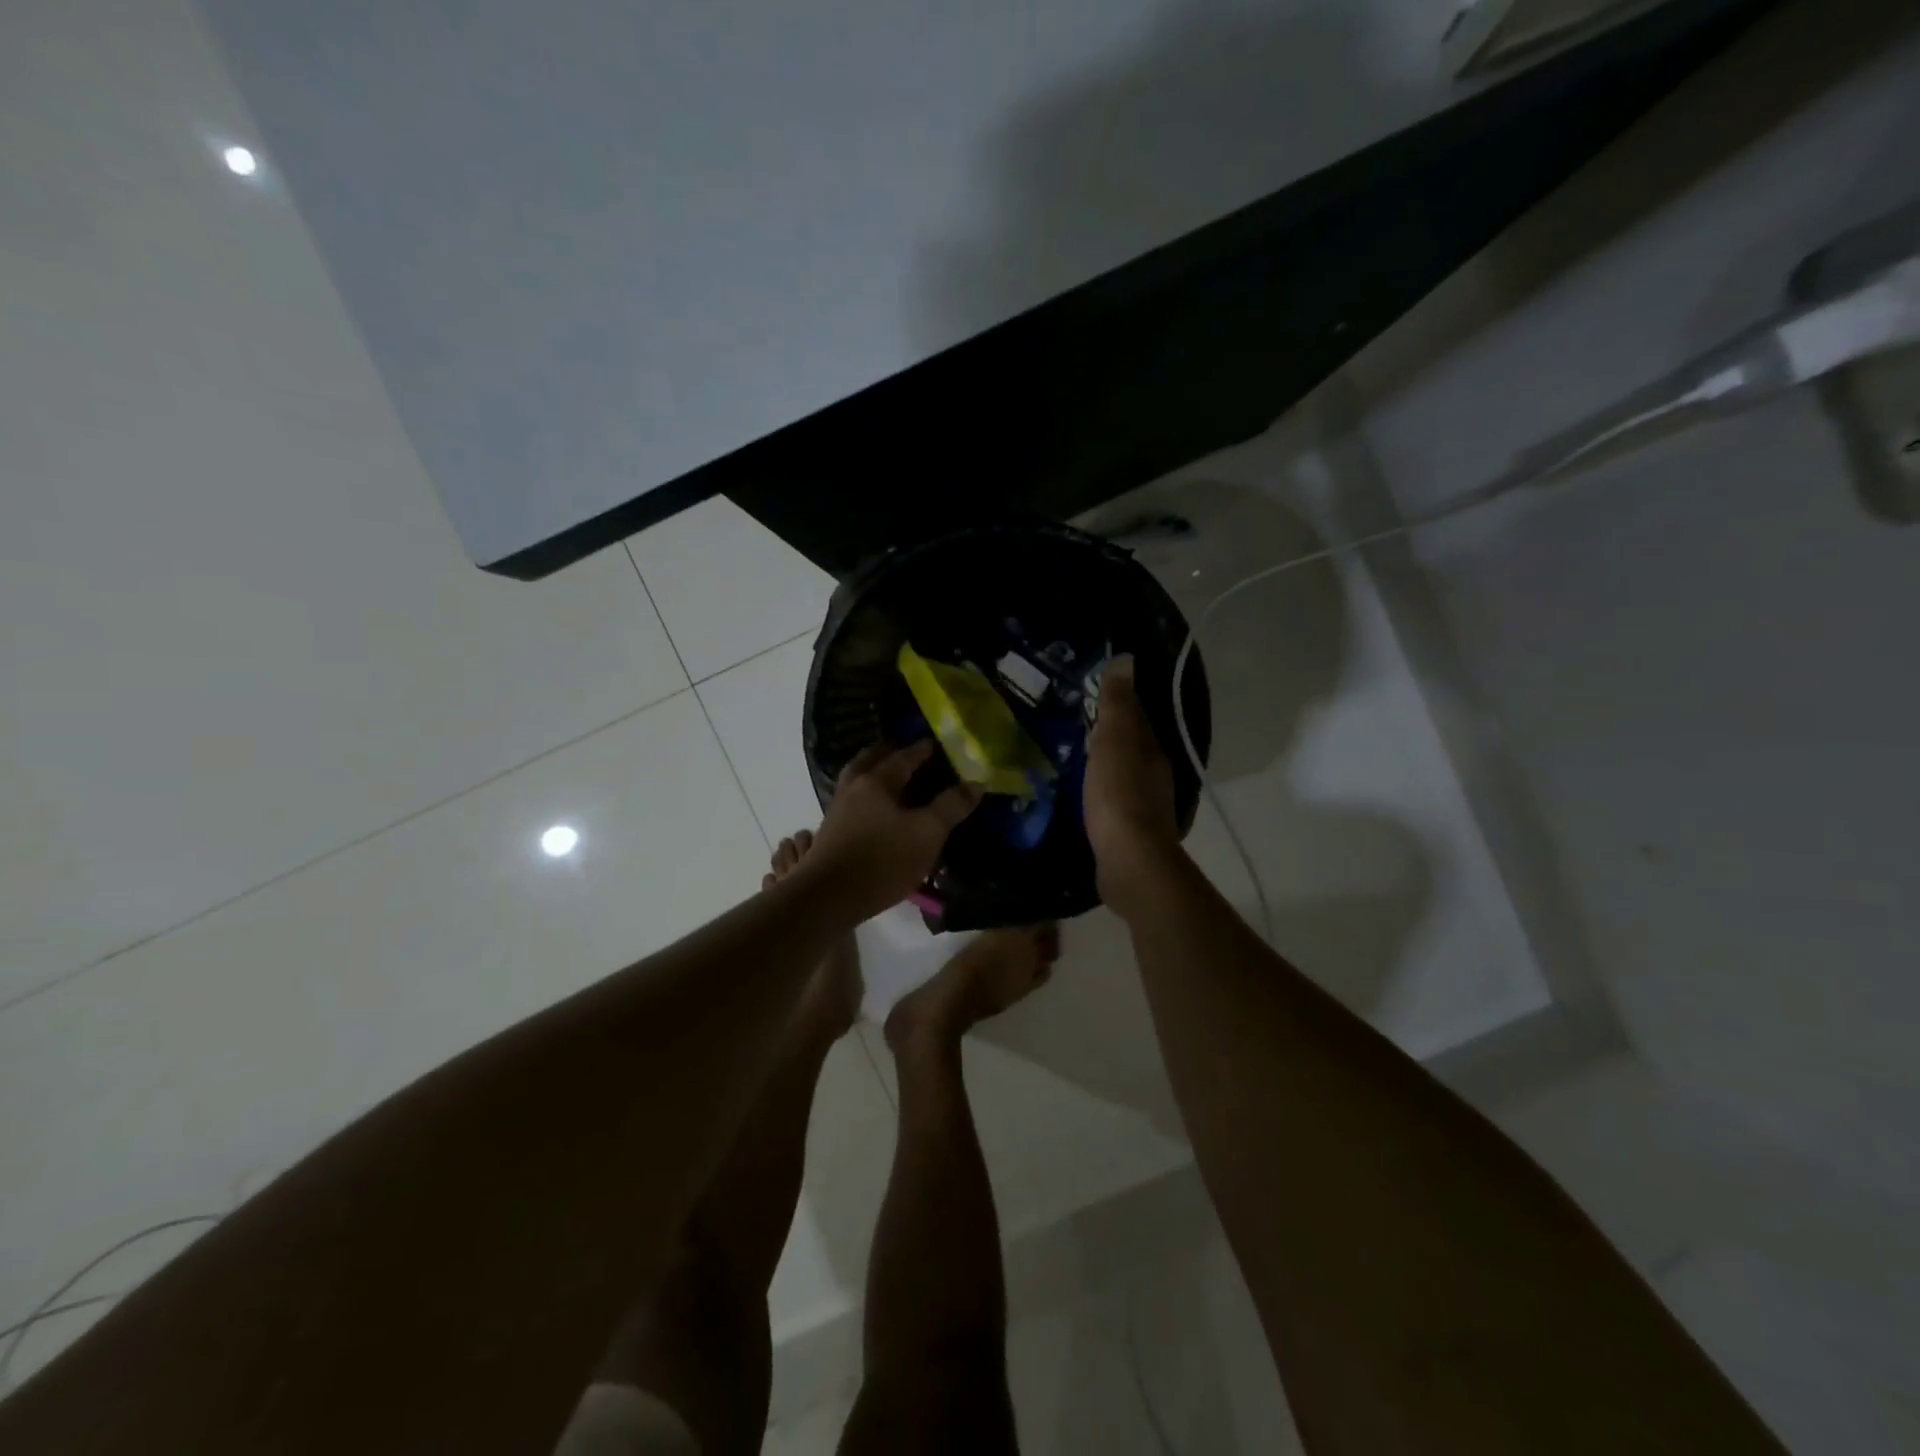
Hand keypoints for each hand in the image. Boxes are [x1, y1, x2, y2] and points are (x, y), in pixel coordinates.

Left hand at [806, 741, 982, 920]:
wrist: (827, 898)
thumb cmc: (882, 860)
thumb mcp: (927, 833)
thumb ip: (951, 807)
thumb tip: (975, 783)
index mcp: (876, 782)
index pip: (902, 757)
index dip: (921, 750)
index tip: (934, 742)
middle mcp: (852, 790)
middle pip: (868, 761)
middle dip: (886, 753)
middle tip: (903, 751)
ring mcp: (837, 813)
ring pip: (854, 782)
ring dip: (870, 775)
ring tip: (889, 780)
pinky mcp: (829, 836)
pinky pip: (851, 804)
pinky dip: (861, 801)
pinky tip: (869, 813)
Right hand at [1085, 656, 1181, 907]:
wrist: (1129, 859)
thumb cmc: (1118, 793)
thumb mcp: (1114, 740)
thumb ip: (1118, 703)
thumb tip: (1127, 658)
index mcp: (1151, 749)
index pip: (1137, 716)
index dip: (1119, 702)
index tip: (1093, 692)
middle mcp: (1155, 774)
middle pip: (1133, 745)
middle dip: (1112, 733)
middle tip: (1079, 723)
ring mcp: (1145, 805)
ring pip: (1125, 772)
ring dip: (1107, 763)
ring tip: (1078, 756)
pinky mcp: (1131, 831)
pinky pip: (1116, 800)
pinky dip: (1103, 791)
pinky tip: (1086, 794)